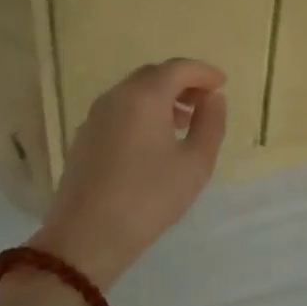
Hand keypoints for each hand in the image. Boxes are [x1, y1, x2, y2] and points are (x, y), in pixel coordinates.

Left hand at [30, 59, 227, 287]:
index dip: (203, 72)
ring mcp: (95, 116)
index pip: (178, 68)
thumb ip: (210, 124)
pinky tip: (152, 141)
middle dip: (182, 82)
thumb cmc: (148, 198)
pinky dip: (141, 112)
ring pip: (133, 92)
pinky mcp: (84, 137)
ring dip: (161, 98)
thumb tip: (213, 99)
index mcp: (144, 96)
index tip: (222, 83)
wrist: (86, 237)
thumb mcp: (195, 164)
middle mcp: (116, 96)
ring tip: (183, 122)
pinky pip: (118, 110)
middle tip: (205, 102)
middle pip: (153, 75)